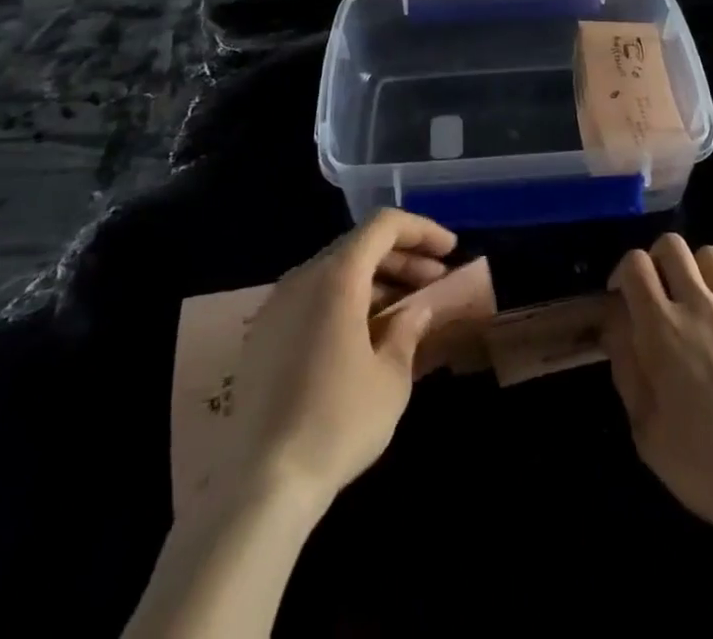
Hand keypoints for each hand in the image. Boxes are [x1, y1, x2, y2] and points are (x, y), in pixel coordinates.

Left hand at [229, 210, 456, 510]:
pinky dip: (347, 300)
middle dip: (403, 257)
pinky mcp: (263, 335)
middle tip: (436, 281)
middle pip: (359, 245)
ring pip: (335, 271)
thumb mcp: (391, 377)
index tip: (451, 251)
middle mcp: (302, 278)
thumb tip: (418, 310)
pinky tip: (367, 333)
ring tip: (407, 309)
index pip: (383, 225)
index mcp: (336, 276)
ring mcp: (277, 305)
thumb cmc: (338, 422)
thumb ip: (409, 329)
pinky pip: (314, 297)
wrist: (261, 485)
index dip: (422, 230)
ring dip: (376, 280)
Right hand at [604, 234, 712, 548]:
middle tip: (656, 294)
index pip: (635, 263)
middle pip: (673, 245)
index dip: (623, 271)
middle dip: (656, 260)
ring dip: (694, 271)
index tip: (622, 298)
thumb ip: (626, 368)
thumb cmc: (707, 466)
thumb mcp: (647, 431)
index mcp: (662, 328)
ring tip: (694, 304)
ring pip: (710, 256)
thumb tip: (615, 326)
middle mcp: (699, 305)